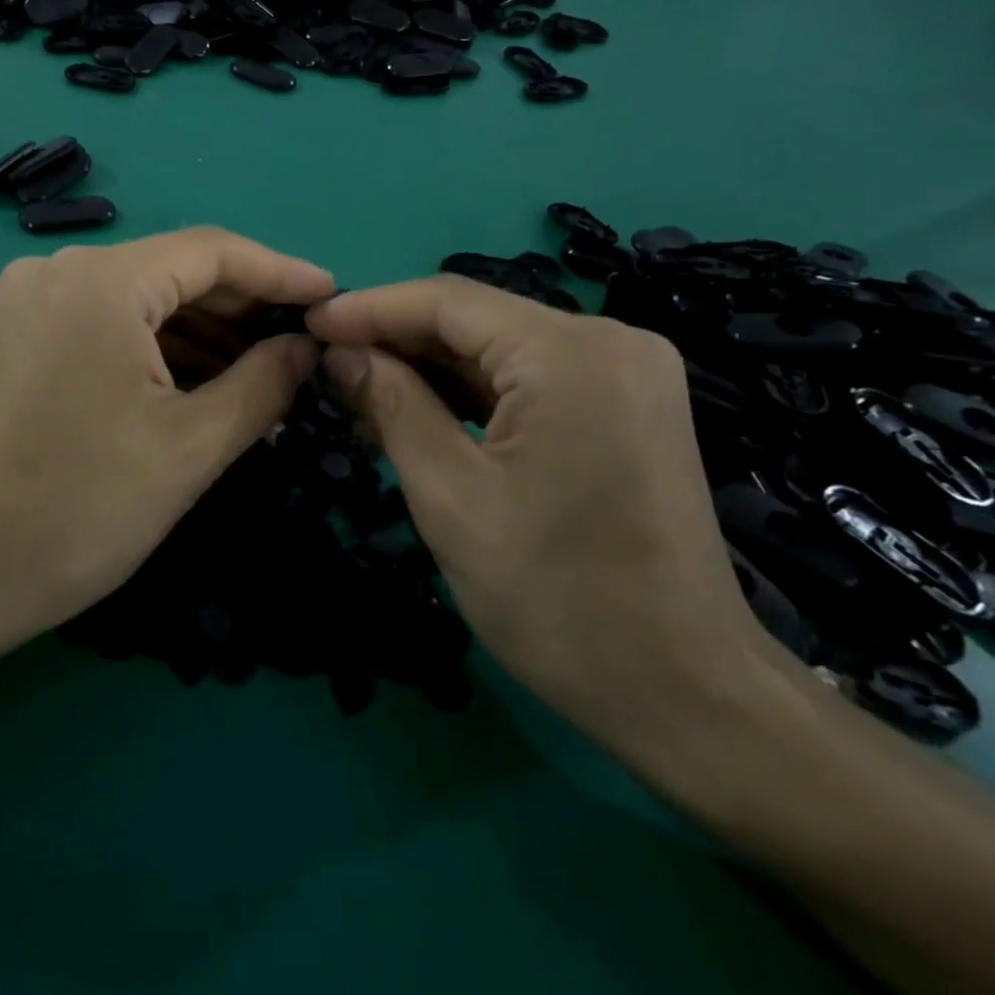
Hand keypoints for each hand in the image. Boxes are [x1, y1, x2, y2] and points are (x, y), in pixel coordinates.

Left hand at [0, 228, 332, 656]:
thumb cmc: (83, 509)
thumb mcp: (193, 446)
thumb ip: (264, 382)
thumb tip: (306, 346)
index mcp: (102, 281)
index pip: (214, 252)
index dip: (281, 273)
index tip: (333, 296)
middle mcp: (61, 269)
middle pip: (176, 269)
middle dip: (244, 307)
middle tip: (304, 343)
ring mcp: (35, 299)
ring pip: (144, 297)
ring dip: (205, 331)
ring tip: (266, 371)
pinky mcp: (24, 332)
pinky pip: (112, 320)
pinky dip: (161, 345)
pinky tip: (205, 380)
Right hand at [305, 277, 777, 750]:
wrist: (685, 694)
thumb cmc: (556, 598)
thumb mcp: (449, 496)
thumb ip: (391, 405)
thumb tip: (340, 352)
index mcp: (570, 353)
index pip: (448, 300)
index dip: (370, 309)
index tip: (308, 324)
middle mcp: (609, 341)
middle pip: (477, 320)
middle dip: (397, 341)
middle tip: (327, 365)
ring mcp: (626, 372)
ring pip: (501, 349)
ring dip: (431, 368)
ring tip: (360, 393)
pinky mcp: (626, 405)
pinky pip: (532, 379)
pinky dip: (473, 393)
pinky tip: (420, 412)